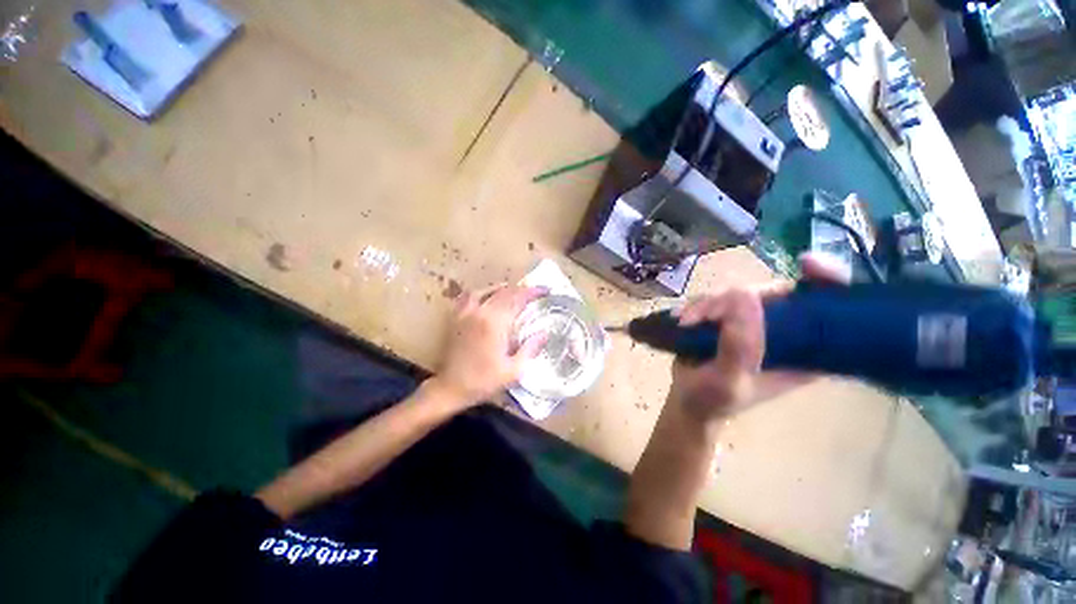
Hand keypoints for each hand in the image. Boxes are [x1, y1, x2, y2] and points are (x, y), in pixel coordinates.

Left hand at [432, 284, 546, 406]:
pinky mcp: (456, 317)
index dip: (532, 292)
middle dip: (522, 289)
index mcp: (496, 323)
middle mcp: (481, 312)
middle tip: (534, 292)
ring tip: (514, 291)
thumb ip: (530, 349)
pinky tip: (487, 295)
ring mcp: (466, 313)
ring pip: (487, 290)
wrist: (450, 387)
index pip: (517, 299)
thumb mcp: (513, 371)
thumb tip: (544, 333)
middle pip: (504, 292)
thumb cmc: (484, 381)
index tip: (545, 291)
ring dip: (503, 288)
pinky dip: (481, 292)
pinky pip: (469, 296)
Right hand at [668, 253, 850, 422]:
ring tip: (686, 323)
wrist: (688, 401)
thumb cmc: (714, 400)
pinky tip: (683, 319)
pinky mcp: (731, 318)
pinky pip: (718, 298)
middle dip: (736, 298)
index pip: (833, 310)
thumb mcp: (729, 380)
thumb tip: (743, 295)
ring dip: (708, 305)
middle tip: (703, 315)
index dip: (830, 280)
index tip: (807, 263)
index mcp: (808, 352)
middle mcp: (787, 332)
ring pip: (741, 293)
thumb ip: (739, 346)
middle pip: (778, 292)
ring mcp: (757, 323)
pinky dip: (698, 306)